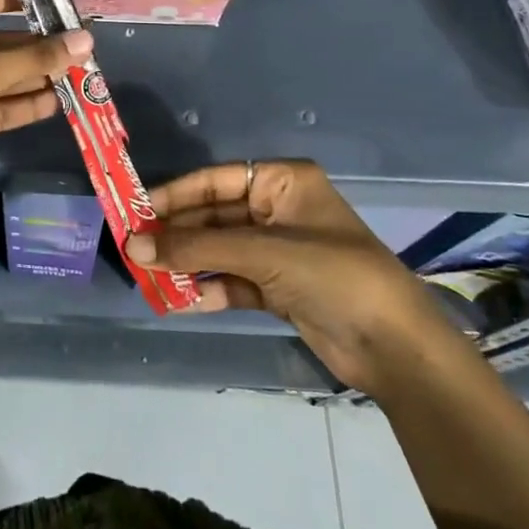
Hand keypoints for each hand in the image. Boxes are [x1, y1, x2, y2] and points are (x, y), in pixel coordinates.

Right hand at [131, 160, 456, 393]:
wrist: (395, 348)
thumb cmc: (333, 276)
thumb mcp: (263, 253)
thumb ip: (197, 248)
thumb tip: (133, 247)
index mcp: (283, 182)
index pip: (215, 181)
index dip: (174, 195)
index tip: (135, 210)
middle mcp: (278, 210)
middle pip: (213, 216)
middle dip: (177, 234)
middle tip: (133, 248)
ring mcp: (277, 250)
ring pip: (219, 249)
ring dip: (187, 262)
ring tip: (146, 274)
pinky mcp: (277, 288)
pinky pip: (231, 280)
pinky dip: (207, 288)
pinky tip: (179, 299)